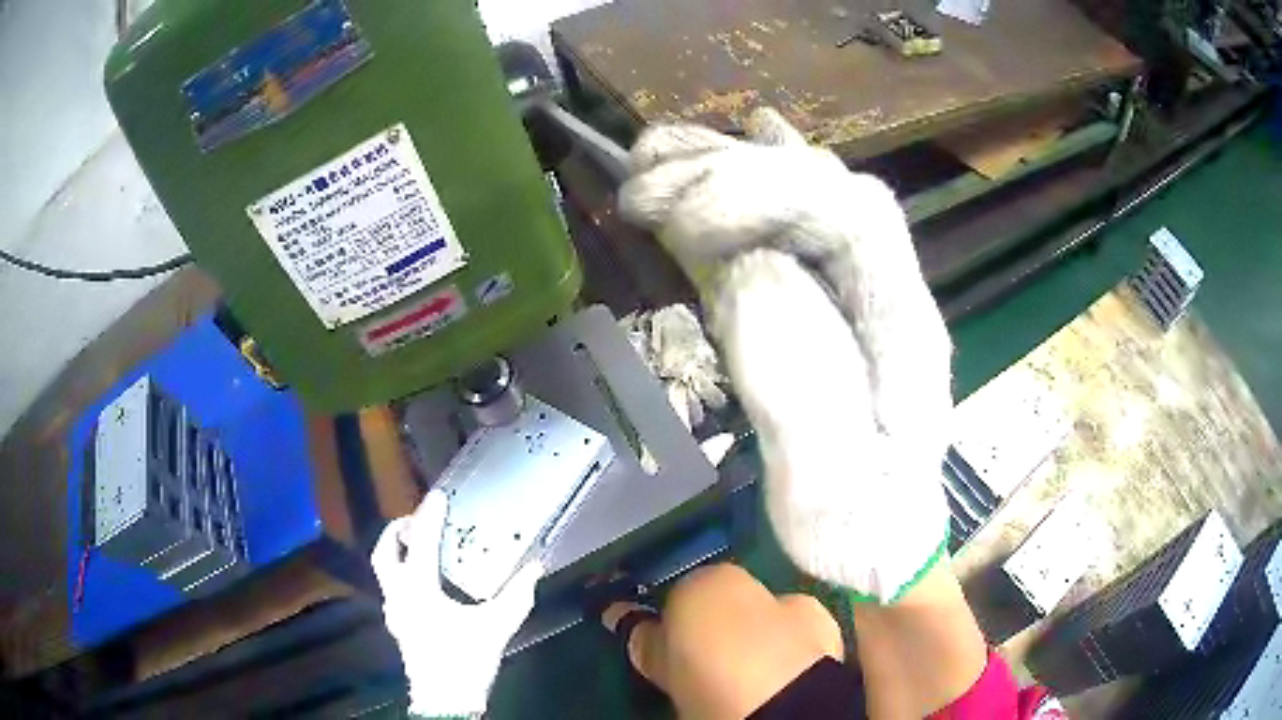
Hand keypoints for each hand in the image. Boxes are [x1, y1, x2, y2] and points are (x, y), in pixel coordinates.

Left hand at [372, 490, 542, 716]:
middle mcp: (399, 595)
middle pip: (384, 552)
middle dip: (397, 531)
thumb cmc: (466, 661)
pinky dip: (403, 572)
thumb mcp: (496, 628)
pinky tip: (426, 581)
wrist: (445, 700)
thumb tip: (535, 567)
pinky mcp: (398, 624)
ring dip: (397, 551)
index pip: (421, 543)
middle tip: (418, 521)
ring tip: (421, 545)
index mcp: (418, 590)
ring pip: (384, 570)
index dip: (429, 516)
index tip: (437, 496)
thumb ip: (516, 596)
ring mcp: (394, 611)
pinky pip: (393, 586)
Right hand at [620, 109, 952, 600]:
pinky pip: (789, 227)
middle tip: (643, 178)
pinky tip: (723, 154)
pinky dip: (748, 185)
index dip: (764, 195)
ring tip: (657, 155)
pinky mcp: (826, 301)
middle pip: (823, 190)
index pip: (848, 217)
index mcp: (902, 326)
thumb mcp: (827, 486)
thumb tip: (750, 271)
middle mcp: (886, 288)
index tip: (678, 218)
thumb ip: (798, 386)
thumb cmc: (859, 525)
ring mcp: (858, 290)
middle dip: (731, 171)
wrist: (880, 538)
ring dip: (730, 166)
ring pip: (805, 194)